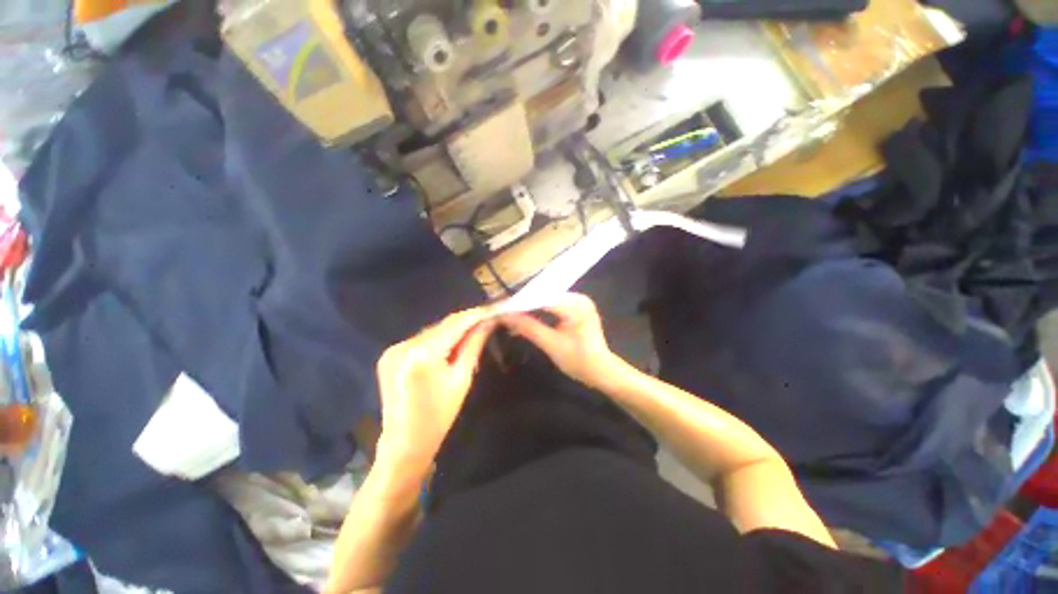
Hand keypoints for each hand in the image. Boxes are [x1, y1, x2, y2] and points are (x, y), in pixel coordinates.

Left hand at [375, 307, 496, 472]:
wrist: (404, 443)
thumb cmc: (439, 416)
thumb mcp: (462, 378)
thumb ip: (473, 345)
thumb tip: (487, 323)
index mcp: (423, 354)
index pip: (455, 324)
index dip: (475, 315)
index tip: (493, 309)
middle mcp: (404, 345)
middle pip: (442, 326)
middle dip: (465, 321)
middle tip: (486, 319)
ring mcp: (393, 349)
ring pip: (432, 331)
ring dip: (452, 330)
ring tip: (473, 329)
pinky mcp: (390, 355)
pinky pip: (421, 340)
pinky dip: (438, 339)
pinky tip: (451, 343)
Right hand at [501, 293, 621, 388]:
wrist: (601, 371)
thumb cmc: (579, 361)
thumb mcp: (551, 345)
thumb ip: (528, 328)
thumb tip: (505, 317)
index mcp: (576, 305)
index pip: (541, 298)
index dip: (519, 303)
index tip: (500, 308)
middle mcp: (578, 297)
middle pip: (544, 296)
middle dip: (523, 304)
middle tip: (502, 311)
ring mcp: (579, 300)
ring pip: (546, 299)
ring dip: (529, 306)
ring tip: (510, 312)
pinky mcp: (576, 306)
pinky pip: (553, 303)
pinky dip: (539, 309)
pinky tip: (526, 314)